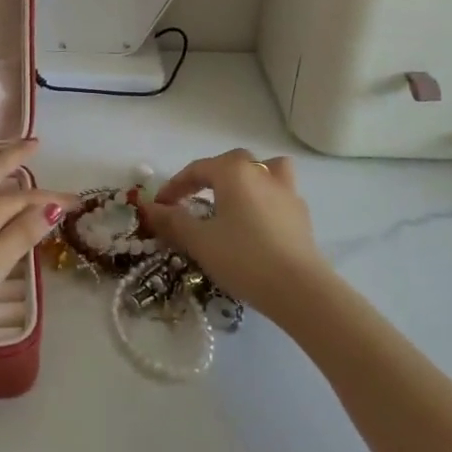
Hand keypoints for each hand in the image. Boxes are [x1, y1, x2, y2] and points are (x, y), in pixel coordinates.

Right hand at [138, 149, 331, 319]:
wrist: (299, 289)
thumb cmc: (243, 258)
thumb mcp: (199, 241)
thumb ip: (173, 221)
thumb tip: (150, 207)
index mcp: (233, 171)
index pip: (197, 169)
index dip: (174, 186)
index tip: (160, 207)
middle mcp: (261, 171)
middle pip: (230, 163)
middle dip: (208, 178)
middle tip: (192, 201)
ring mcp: (286, 190)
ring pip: (263, 170)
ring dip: (246, 179)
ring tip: (234, 200)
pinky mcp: (301, 214)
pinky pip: (278, 193)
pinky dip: (264, 200)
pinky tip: (257, 224)